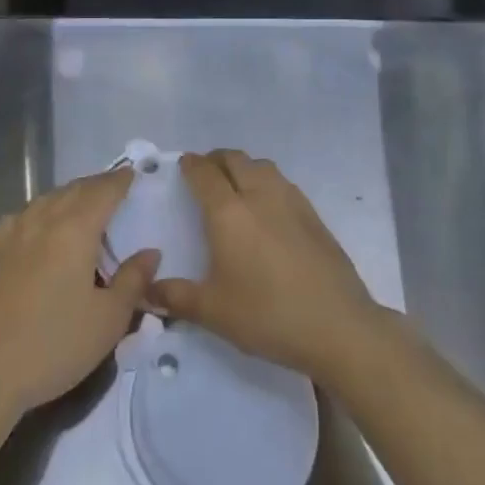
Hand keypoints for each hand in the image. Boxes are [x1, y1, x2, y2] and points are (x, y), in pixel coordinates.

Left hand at [0, 167, 159, 419]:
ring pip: (46, 200)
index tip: (131, 174)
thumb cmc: (53, 346)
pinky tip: (38, 227)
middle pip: (74, 190)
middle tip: (111, 188)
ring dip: (67, 196)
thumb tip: (151, 252)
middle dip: (95, 186)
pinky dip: (39, 213)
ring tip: (80, 206)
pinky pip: (21, 216)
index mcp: (75, 230)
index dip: (119, 181)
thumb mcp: (107, 321)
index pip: (103, 192)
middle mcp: (42, 219)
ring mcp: (11, 232)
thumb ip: (132, 281)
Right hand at [151, 151, 385, 382]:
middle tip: (205, 173)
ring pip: (261, 165)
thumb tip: (147, 289)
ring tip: (235, 184)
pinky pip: (282, 182)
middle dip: (216, 159)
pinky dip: (266, 181)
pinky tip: (267, 206)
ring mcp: (290, 200)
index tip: (183, 165)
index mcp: (228, 212)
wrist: (338, 325)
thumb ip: (176, 297)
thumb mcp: (214, 312)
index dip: (191, 165)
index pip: (204, 173)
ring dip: (243, 166)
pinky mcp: (313, 213)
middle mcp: (258, 194)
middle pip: (234, 159)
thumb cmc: (268, 315)